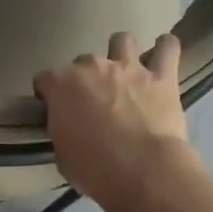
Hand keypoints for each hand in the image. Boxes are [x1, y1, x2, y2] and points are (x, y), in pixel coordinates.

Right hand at [34, 31, 190, 211]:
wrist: (142, 171)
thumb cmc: (93, 168)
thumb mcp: (62, 153)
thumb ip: (62, 129)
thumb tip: (69, 125)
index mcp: (61, 84)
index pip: (45, 79)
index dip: (48, 94)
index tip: (54, 109)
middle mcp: (92, 67)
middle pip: (82, 61)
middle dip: (86, 79)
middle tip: (93, 102)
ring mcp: (128, 68)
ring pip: (122, 40)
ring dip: (121, 52)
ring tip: (125, 72)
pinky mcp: (162, 78)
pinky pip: (168, 49)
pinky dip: (165, 48)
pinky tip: (164, 53)